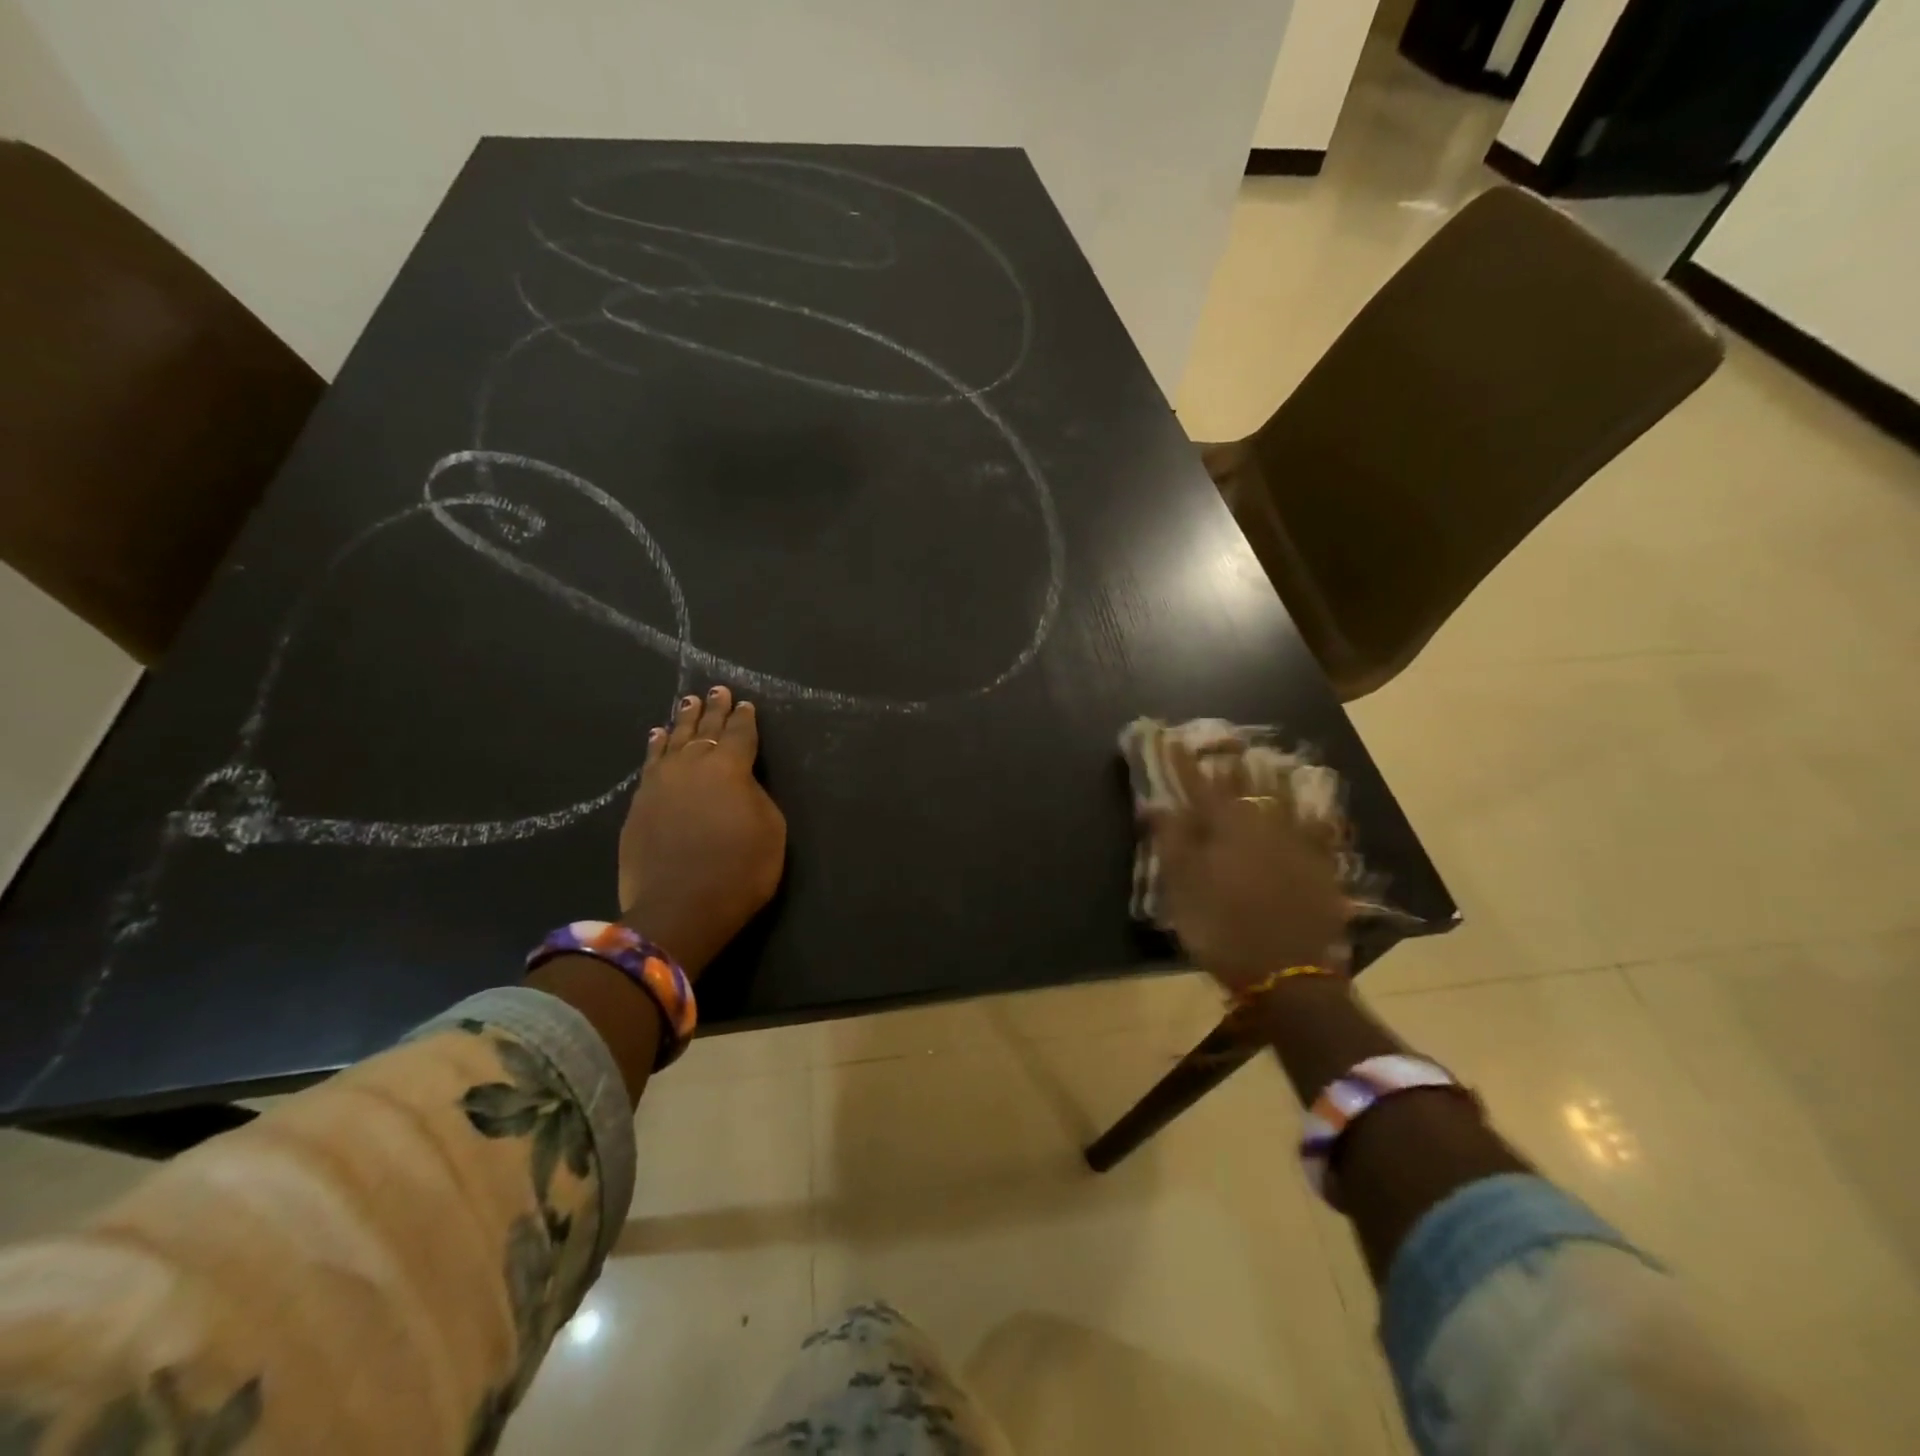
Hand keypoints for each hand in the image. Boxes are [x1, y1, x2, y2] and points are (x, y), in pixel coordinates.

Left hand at [618, 686, 786, 978]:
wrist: (677, 908)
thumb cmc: (738, 871)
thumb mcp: (770, 831)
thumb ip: (757, 796)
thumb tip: (741, 781)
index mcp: (731, 768)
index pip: (740, 735)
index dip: (745, 719)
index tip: (746, 705)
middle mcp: (693, 765)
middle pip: (705, 731)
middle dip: (714, 710)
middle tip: (716, 690)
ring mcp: (660, 782)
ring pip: (673, 740)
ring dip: (683, 721)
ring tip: (688, 704)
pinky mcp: (638, 802)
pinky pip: (650, 762)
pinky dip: (655, 746)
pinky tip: (656, 736)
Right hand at [1146, 741, 1350, 989]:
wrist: (1288, 973)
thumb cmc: (1222, 929)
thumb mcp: (1182, 889)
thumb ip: (1171, 841)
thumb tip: (1158, 803)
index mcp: (1225, 827)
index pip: (1198, 785)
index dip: (1183, 763)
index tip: (1172, 738)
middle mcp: (1263, 824)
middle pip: (1245, 784)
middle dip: (1230, 762)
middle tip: (1224, 743)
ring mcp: (1297, 843)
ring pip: (1285, 798)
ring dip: (1271, 777)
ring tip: (1266, 758)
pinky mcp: (1321, 865)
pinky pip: (1318, 828)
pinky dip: (1313, 813)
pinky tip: (1317, 807)